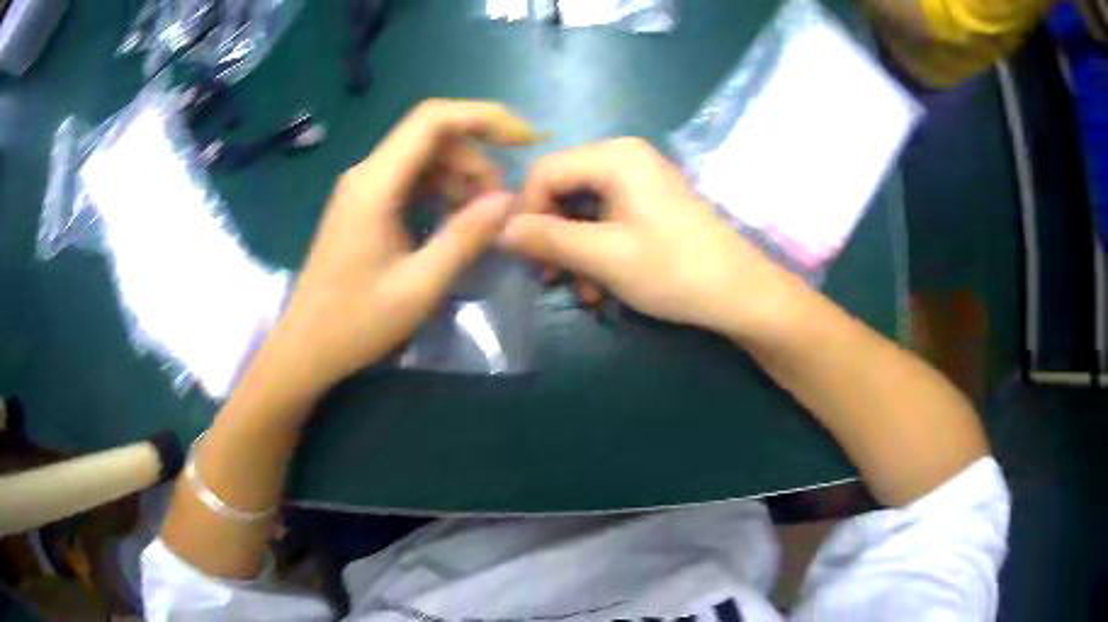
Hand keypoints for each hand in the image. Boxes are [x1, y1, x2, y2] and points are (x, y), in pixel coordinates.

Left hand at [255, 100, 537, 401]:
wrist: (305, 347)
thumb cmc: (356, 323)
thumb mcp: (418, 286)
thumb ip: (465, 237)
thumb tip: (508, 199)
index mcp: (376, 184)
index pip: (434, 119)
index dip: (485, 117)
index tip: (525, 140)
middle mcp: (367, 173)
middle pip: (431, 135)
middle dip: (476, 157)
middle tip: (501, 201)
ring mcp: (363, 187)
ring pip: (423, 156)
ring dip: (461, 175)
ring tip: (483, 216)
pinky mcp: (364, 204)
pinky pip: (410, 178)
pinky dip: (441, 189)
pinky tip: (455, 219)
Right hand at [502, 138, 801, 337]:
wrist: (740, 292)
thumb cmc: (673, 270)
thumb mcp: (603, 256)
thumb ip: (546, 238)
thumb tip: (500, 230)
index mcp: (614, 156)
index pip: (544, 171)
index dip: (524, 212)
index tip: (522, 256)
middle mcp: (624, 157)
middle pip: (562, 188)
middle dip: (551, 235)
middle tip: (549, 277)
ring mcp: (640, 179)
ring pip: (582, 208)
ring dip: (574, 249)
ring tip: (581, 291)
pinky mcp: (650, 201)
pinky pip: (606, 217)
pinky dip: (597, 249)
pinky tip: (601, 286)